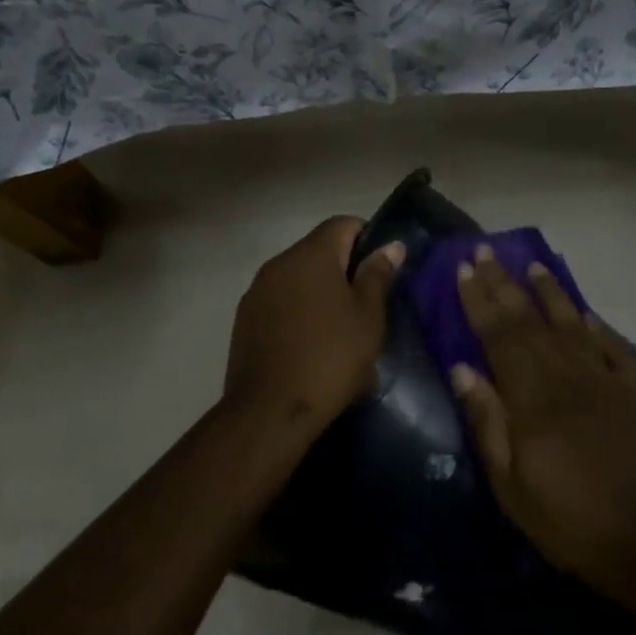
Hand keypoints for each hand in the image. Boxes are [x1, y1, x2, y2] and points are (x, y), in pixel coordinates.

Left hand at [223, 218, 404, 430]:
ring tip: (338, 328)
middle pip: (318, 249)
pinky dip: (298, 310)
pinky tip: (310, 343)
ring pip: (297, 277)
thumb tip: (391, 246)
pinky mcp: (245, 318)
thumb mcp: (368, 318)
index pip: (343, 224)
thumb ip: (378, 276)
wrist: (270, 410)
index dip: (368, 238)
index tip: (383, 270)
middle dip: (343, 268)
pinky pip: (279, 301)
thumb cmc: (331, 358)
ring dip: (319, 291)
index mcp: (311, 255)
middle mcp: (279, 263)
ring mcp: (257, 291)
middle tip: (366, 304)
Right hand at [451, 247, 635, 580]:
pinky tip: (584, 314)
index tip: (463, 271)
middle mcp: (568, 378)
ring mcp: (605, 383)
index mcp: (533, 399)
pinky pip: (613, 351)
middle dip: (505, 284)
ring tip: (533, 265)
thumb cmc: (563, 518)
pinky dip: (597, 328)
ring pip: (572, 325)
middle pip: (531, 322)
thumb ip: (487, 421)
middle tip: (486, 252)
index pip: (499, 336)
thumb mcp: (509, 482)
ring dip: (551, 293)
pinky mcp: (633, 396)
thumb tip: (463, 369)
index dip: (479, 302)